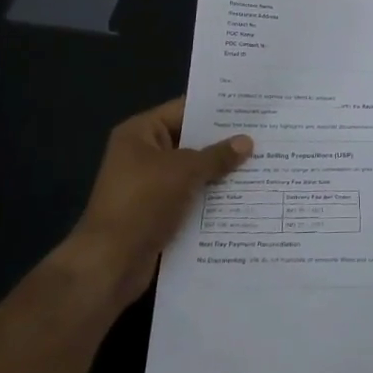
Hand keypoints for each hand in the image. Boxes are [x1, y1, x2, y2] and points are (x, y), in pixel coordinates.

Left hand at [57, 98, 252, 307]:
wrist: (109, 265)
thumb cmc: (142, 203)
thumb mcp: (184, 171)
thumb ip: (217, 156)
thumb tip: (247, 141)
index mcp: (140, 133)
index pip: (184, 110)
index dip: (216, 109)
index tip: (250, 108)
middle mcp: (143, 155)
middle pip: (190, 142)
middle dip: (223, 142)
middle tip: (263, 135)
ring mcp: (149, 186)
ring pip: (193, 173)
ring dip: (220, 173)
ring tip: (261, 164)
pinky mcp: (157, 214)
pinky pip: (190, 198)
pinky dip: (211, 199)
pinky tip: (243, 197)